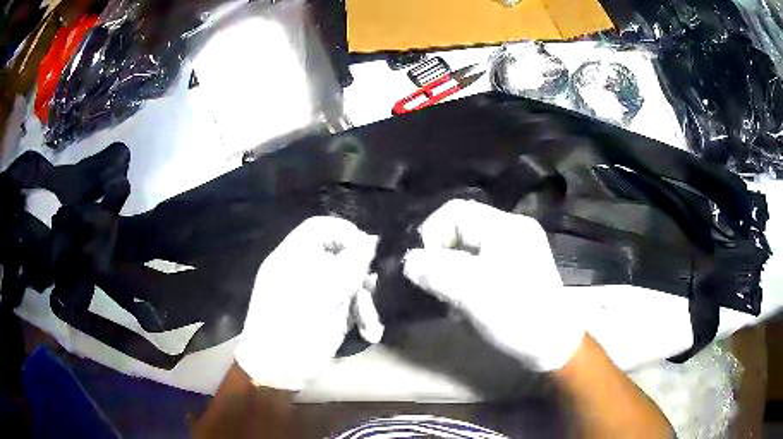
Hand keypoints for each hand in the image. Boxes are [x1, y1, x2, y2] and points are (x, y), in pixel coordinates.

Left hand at [235, 217, 380, 390]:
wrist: (278, 371)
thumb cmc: (294, 330)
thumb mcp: (324, 296)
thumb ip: (350, 265)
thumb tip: (372, 240)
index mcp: (293, 258)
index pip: (321, 228)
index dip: (346, 233)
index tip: (369, 251)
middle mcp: (305, 271)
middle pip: (341, 257)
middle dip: (360, 276)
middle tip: (370, 291)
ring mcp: (316, 293)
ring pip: (350, 283)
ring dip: (364, 302)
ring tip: (370, 325)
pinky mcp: (326, 313)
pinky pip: (349, 304)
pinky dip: (360, 317)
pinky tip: (368, 333)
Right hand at [403, 199, 584, 370]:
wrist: (553, 345)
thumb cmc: (517, 315)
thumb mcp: (474, 293)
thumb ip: (437, 272)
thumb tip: (409, 261)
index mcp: (506, 227)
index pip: (455, 211)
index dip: (432, 233)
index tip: (424, 266)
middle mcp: (511, 231)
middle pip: (461, 230)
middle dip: (442, 257)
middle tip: (436, 286)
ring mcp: (515, 250)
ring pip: (467, 250)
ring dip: (452, 272)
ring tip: (451, 299)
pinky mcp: (514, 269)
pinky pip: (479, 265)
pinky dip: (465, 280)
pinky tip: (465, 304)